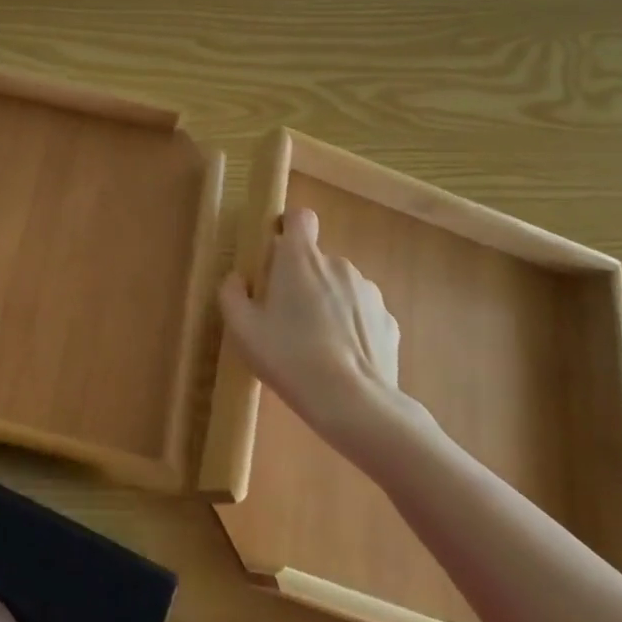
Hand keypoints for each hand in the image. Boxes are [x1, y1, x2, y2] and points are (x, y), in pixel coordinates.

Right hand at [217, 207, 422, 432]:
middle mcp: (338, 264)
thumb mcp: (242, 329)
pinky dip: (350, 327)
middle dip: (301, 279)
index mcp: (301, 259)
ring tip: (315, 345)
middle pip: (315, 260)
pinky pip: (362, 314)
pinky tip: (340, 359)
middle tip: (285, 317)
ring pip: (340, 287)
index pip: (300, 217)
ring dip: (327, 303)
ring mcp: (369, 292)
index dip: (288, 227)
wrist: (354, 403)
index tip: (276, 253)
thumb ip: (232, 294)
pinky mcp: (389, 321)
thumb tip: (238, 279)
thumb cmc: (289, 357)